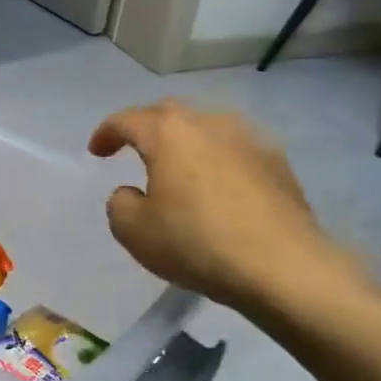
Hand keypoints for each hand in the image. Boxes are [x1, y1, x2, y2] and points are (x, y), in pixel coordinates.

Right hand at [88, 100, 350, 313]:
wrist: (284, 267)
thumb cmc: (196, 242)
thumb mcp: (133, 231)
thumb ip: (121, 204)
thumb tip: (134, 193)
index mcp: (168, 133)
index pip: (126, 120)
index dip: (106, 133)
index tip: (96, 152)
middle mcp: (209, 123)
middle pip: (169, 113)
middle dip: (146, 127)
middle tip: (133, 148)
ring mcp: (250, 140)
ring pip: (206, 127)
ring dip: (185, 140)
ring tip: (176, 165)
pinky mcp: (279, 163)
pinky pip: (234, 149)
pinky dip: (216, 159)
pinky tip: (215, 185)